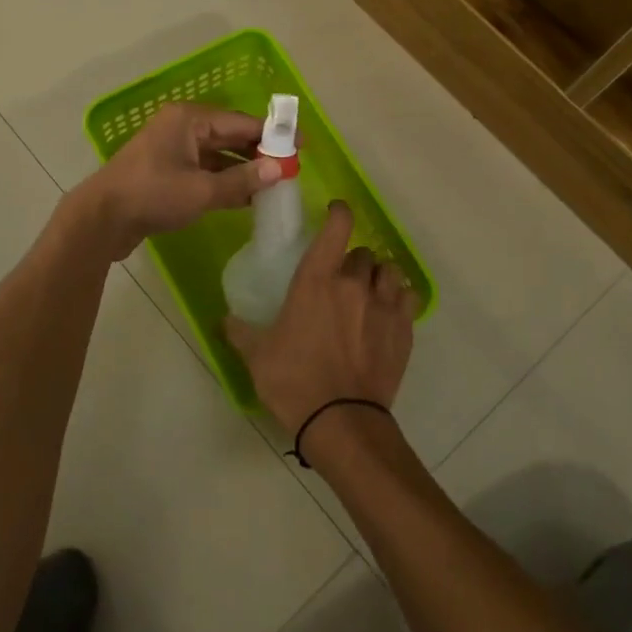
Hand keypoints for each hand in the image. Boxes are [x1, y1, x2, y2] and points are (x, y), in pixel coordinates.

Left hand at [82, 102, 279, 258]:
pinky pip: (203, 170)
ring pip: (217, 155)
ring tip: (272, 185)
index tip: (301, 144)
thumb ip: (242, 180)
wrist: (101, 219)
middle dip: (259, 152)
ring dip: (242, 170)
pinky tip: (245, 197)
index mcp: (189, 120)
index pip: (241, 122)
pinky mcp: (165, 172)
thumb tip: (278, 171)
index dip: (273, 134)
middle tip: (289, 168)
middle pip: (230, 136)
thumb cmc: (152, 196)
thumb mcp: (202, 190)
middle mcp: (181, 128)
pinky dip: (223, 181)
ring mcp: (171, 150)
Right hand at [225, 201, 415, 435]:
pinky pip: (407, 297)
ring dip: (377, 276)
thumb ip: (240, 331)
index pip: (337, 227)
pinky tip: (389, 311)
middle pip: (362, 253)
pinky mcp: (404, 329)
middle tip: (341, 278)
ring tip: (368, 291)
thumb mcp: (257, 356)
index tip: (336, 211)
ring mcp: (383, 305)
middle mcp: (354, 284)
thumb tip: (223, 320)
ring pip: (388, 271)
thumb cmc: (293, 381)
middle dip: (352, 260)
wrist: (340, 420)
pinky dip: (399, 298)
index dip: (340, 212)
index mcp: (316, 281)